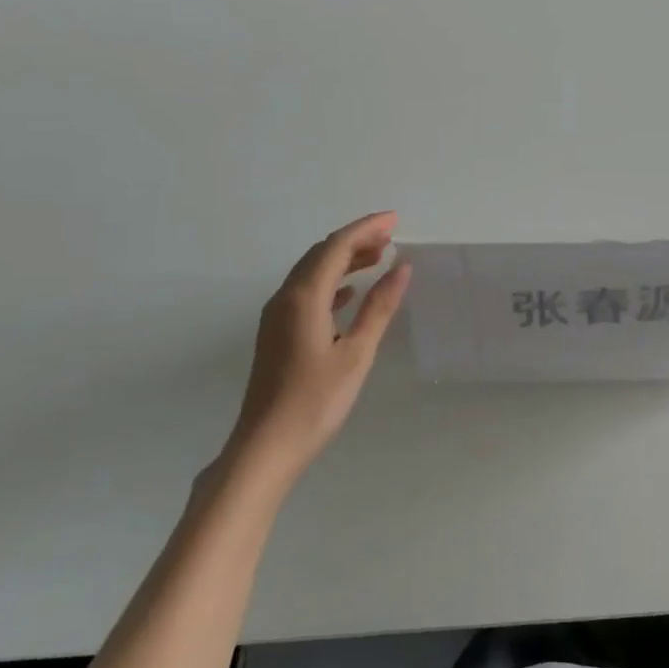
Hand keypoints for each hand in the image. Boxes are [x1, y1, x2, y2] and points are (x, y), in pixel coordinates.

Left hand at [226, 212, 411, 483]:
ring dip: (343, 260)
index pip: (336, 247)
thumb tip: (402, 268)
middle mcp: (285, 298)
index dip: (366, 229)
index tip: (396, 221)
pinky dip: (331, 283)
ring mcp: (276, 316)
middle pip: (320, 254)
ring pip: (311, 272)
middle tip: (391, 238)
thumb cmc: (316, 401)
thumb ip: (379, 307)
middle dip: (355, 240)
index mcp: (303, 298)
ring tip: (378, 258)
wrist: (266, 446)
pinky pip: (306, 293)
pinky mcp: (277, 333)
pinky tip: (349, 293)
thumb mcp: (356, 353)